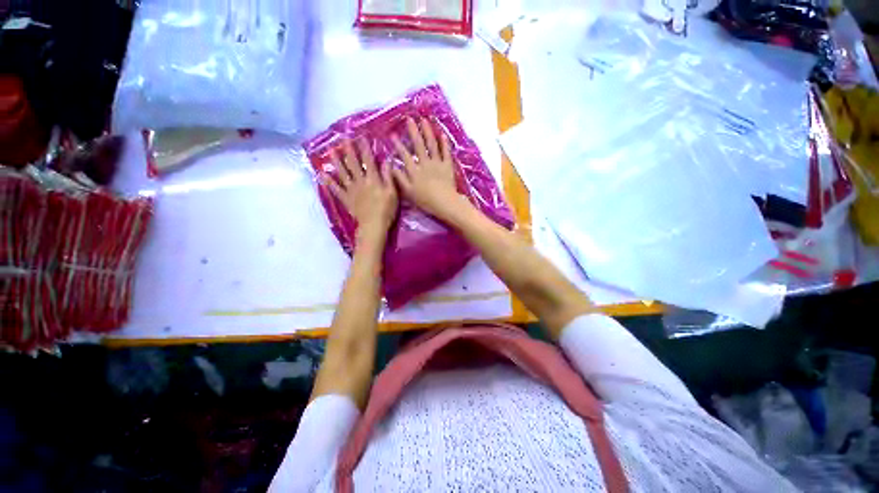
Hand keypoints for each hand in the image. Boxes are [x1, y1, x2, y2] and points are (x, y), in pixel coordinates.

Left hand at [324, 138, 397, 245]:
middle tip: (344, 138)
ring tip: (331, 151)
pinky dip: (328, 182)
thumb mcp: (392, 193)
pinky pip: (336, 189)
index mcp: (373, 179)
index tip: (361, 137)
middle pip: (353, 163)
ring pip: (342, 173)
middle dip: (349, 150)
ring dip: (336, 161)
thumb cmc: (386, 210)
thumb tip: (386, 161)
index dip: (365, 148)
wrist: (373, 225)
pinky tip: (322, 174)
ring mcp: (351, 190)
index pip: (368, 160)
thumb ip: (388, 177)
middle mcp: (360, 181)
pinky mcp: (346, 199)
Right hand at [391, 117, 469, 221]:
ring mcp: (437, 163)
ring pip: (432, 145)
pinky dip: (444, 143)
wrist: (445, 202)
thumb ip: (400, 179)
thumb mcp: (408, 192)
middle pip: (418, 145)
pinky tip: (442, 134)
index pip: (405, 155)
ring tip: (424, 120)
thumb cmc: (425, 200)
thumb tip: (391, 166)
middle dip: (413, 131)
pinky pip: (446, 152)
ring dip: (428, 132)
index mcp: (414, 170)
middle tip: (409, 119)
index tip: (393, 135)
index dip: (398, 145)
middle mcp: (425, 163)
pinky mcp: (448, 166)